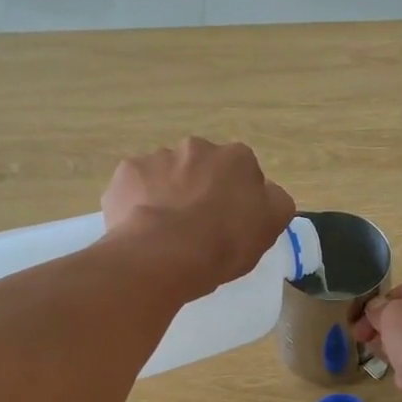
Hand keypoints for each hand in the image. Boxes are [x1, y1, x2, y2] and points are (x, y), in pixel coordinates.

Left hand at [101, 138, 295, 301]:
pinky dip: (138, 203)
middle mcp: (197, 147)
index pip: (242, 173)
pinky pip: (136, 187)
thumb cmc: (225, 243)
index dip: (237, 198)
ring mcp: (158, 157)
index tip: (230, 223)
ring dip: (168, 194)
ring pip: (166, 175)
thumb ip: (274, 202)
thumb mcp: (270, 227)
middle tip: (196, 227)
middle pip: (202, 168)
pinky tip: (141, 229)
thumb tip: (266, 193)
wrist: (165, 254)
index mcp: (237, 158)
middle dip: (200, 189)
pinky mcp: (126, 173)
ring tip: (165, 232)